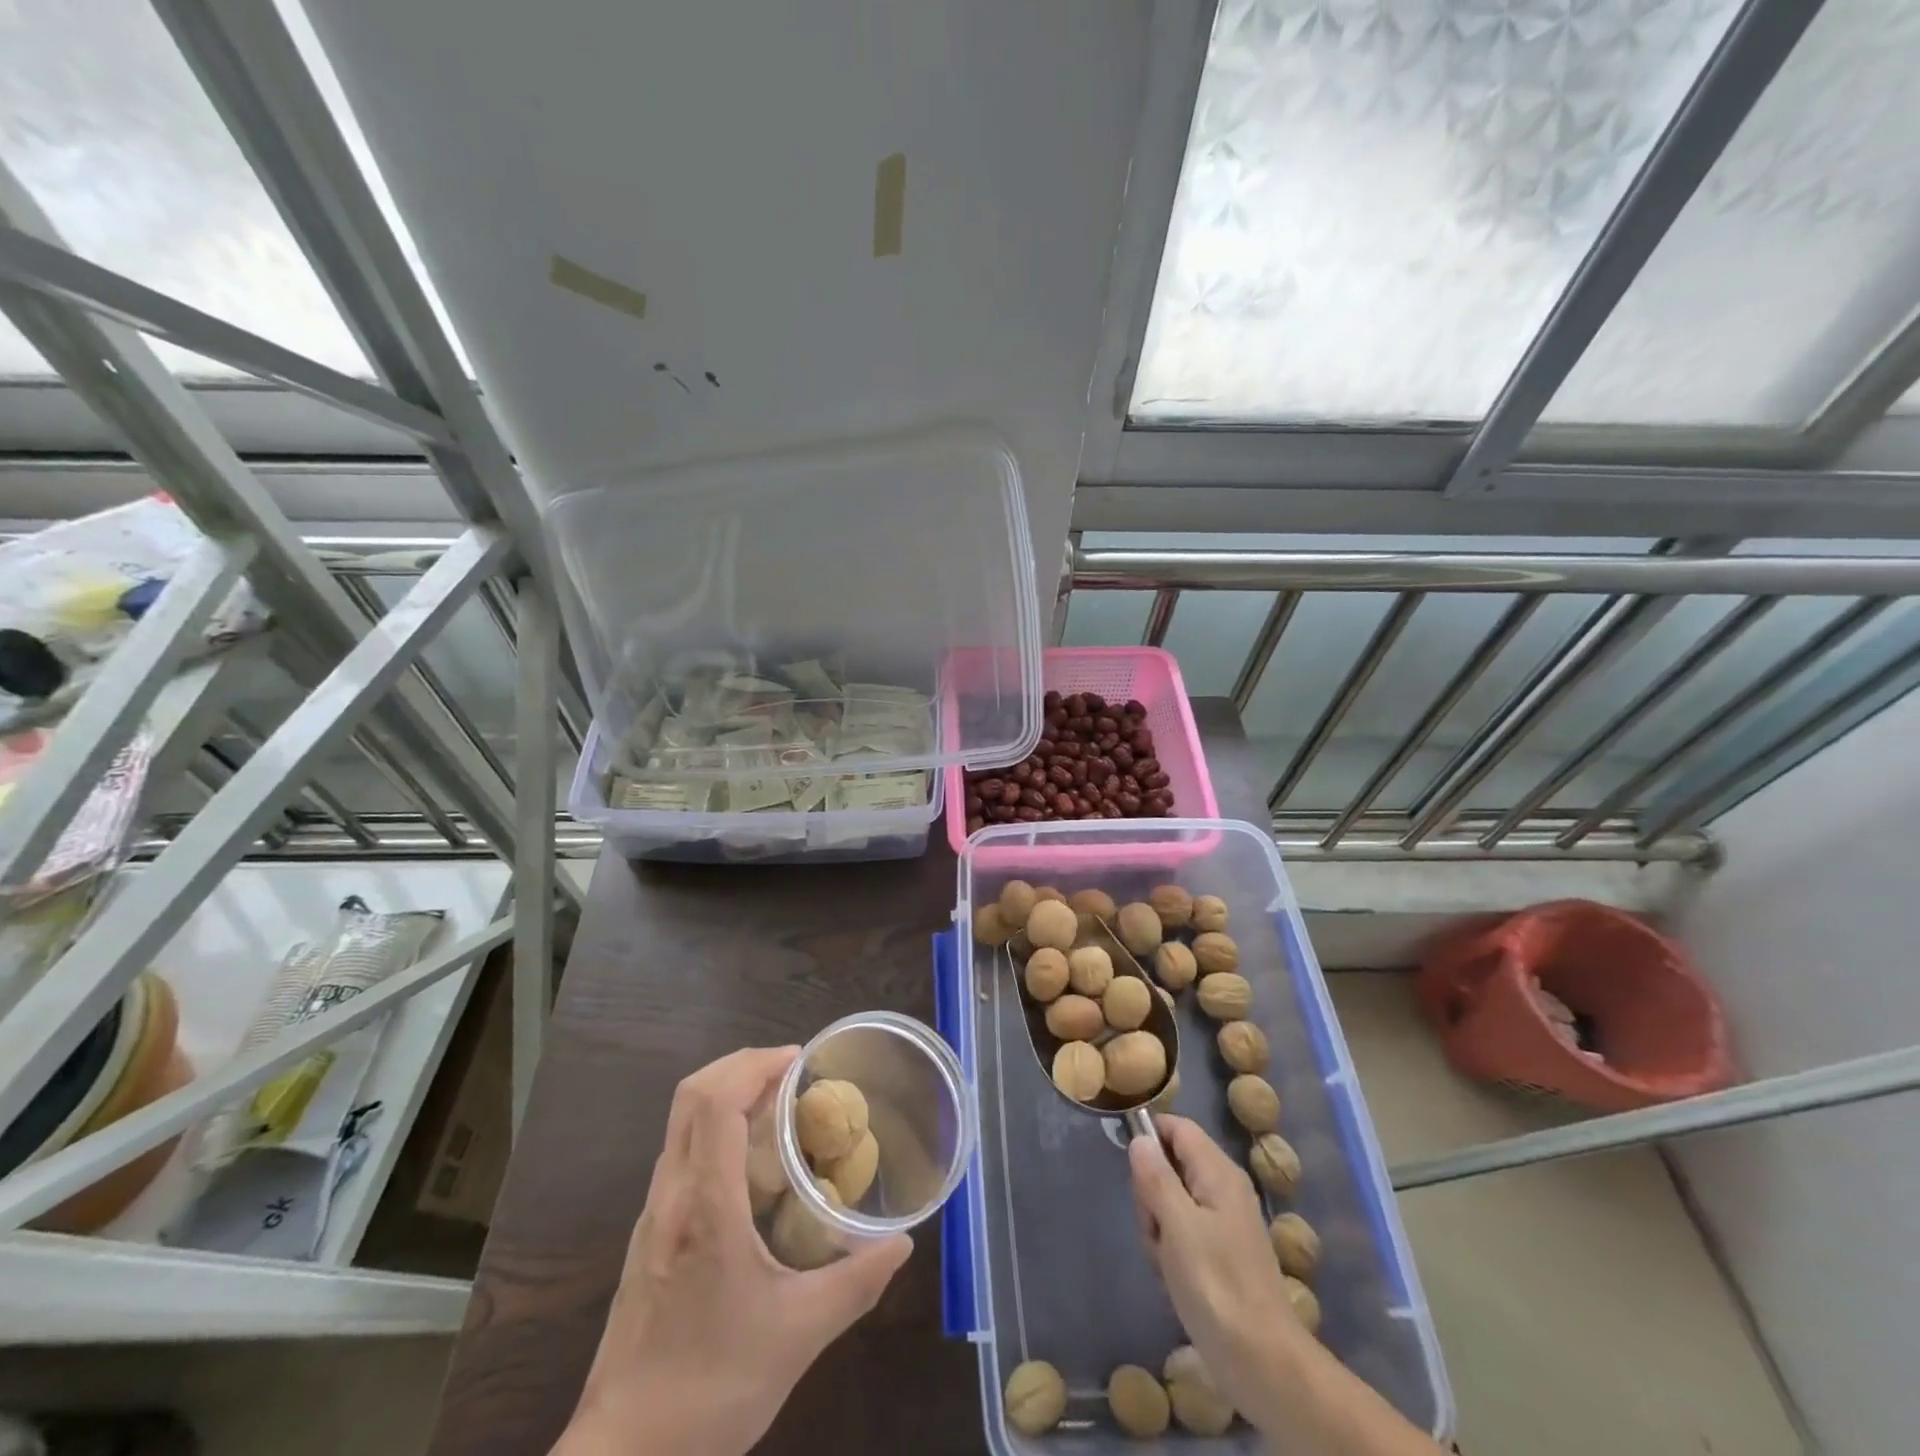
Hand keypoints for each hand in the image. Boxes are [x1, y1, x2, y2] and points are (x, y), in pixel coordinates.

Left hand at [560, 1047, 911, 1455]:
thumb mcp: (798, 1337)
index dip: (755, 1066)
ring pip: (682, 1124)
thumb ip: (856, 1284)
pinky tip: (754, 1170)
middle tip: (792, 1074)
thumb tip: (902, 1244)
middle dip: (741, 1067)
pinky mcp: (649, 1236)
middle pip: (691, 1096)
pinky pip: (682, 1155)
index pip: (715, 1103)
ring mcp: (653, 1216)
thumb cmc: (710, 1391)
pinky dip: (716, 1132)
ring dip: (728, 1097)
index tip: (799, 1061)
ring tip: (781, 1111)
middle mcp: (671, 1198)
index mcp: (704, 1208)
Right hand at [1128, 1114, 1302, 1413]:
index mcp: (1218, 1172)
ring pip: (1172, 1201)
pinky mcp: (1222, 1253)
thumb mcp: (1177, 1226)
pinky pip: (1183, 1232)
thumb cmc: (1217, 1287)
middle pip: (1170, 1164)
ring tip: (1166, 1262)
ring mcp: (1224, 1222)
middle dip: (1151, 1194)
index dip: (1149, 1136)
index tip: (1129, 1169)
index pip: (1177, 1128)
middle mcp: (1224, 1188)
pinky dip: (1171, 1251)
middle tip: (1155, 1229)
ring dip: (1158, 1228)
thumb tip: (1140, 1138)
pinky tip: (1173, 1279)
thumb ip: (1156, 1177)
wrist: (1264, 1364)